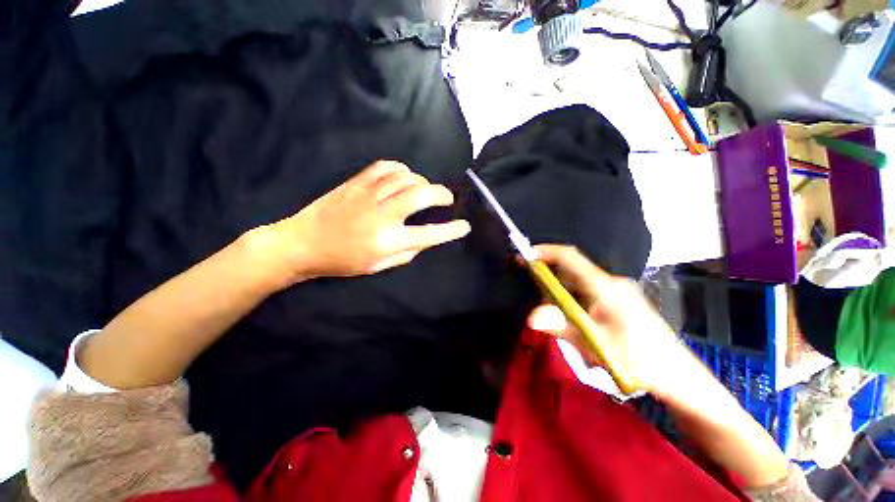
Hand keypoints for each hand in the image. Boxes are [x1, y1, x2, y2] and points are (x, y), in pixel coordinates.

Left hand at [255, 161, 469, 285]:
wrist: (303, 243)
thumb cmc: (342, 261)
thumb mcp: (378, 266)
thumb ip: (407, 252)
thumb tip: (425, 239)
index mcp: (388, 240)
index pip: (429, 234)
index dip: (451, 231)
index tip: (464, 226)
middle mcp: (382, 215)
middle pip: (421, 195)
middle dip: (442, 194)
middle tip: (447, 198)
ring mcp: (368, 195)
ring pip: (406, 177)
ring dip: (422, 182)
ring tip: (425, 190)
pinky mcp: (356, 183)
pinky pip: (385, 167)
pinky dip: (401, 169)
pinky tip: (404, 176)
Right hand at [525, 244, 685, 394]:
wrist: (676, 375)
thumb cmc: (638, 359)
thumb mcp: (595, 344)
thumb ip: (561, 326)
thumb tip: (530, 317)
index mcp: (605, 286)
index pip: (570, 258)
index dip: (545, 252)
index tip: (525, 255)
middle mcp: (610, 282)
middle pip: (571, 271)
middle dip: (548, 280)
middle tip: (533, 296)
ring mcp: (616, 290)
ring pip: (577, 284)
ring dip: (560, 294)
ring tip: (555, 317)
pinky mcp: (618, 300)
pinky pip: (586, 292)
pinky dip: (571, 301)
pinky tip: (573, 320)